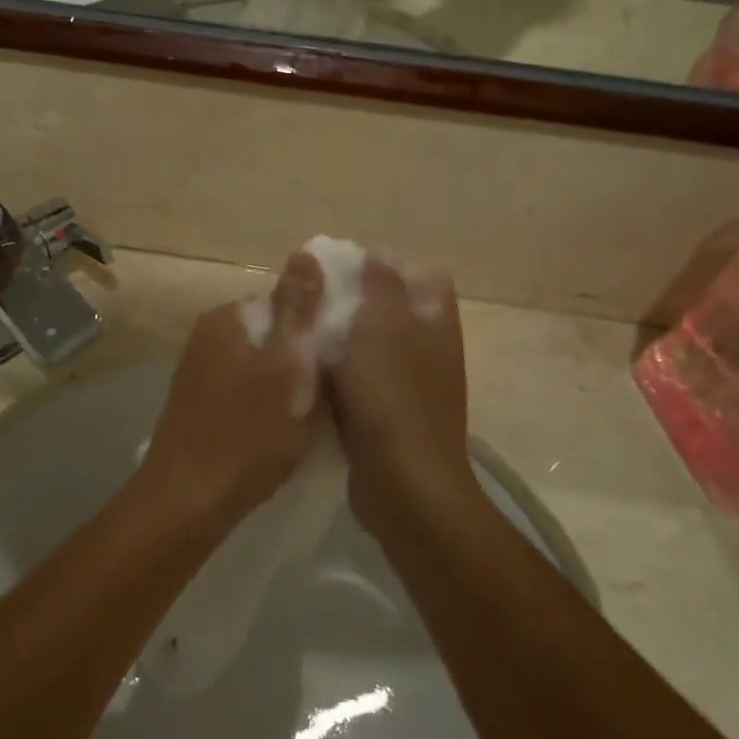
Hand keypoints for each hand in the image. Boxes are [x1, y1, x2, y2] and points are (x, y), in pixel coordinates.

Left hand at [143, 251, 326, 525]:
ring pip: (263, 365)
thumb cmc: (246, 434)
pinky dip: (269, 404)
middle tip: (334, 394)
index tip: (345, 359)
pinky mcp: (201, 404)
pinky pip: (247, 390)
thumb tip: (306, 251)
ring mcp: (201, 371)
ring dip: (289, 385)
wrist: (187, 502)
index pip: (286, 302)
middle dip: (306, 358)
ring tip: (313, 416)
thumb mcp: (286, 368)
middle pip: (275, 334)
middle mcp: (208, 336)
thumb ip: (298, 310)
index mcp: (227, 318)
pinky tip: (282, 432)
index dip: (320, 327)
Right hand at [323, 254, 473, 530]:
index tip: (346, 267)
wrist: (402, 483)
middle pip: (393, 313)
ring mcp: (409, 388)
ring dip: (342, 341)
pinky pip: (359, 384)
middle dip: (356, 303)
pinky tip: (308, 373)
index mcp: (435, 325)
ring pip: (371, 350)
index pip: (423, 278)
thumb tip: (379, 254)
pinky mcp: (387, 418)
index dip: (389, 266)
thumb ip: (379, 286)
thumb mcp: (381, 327)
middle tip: (315, 298)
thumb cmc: (392, 396)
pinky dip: (338, 376)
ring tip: (303, 331)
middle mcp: (428, 352)